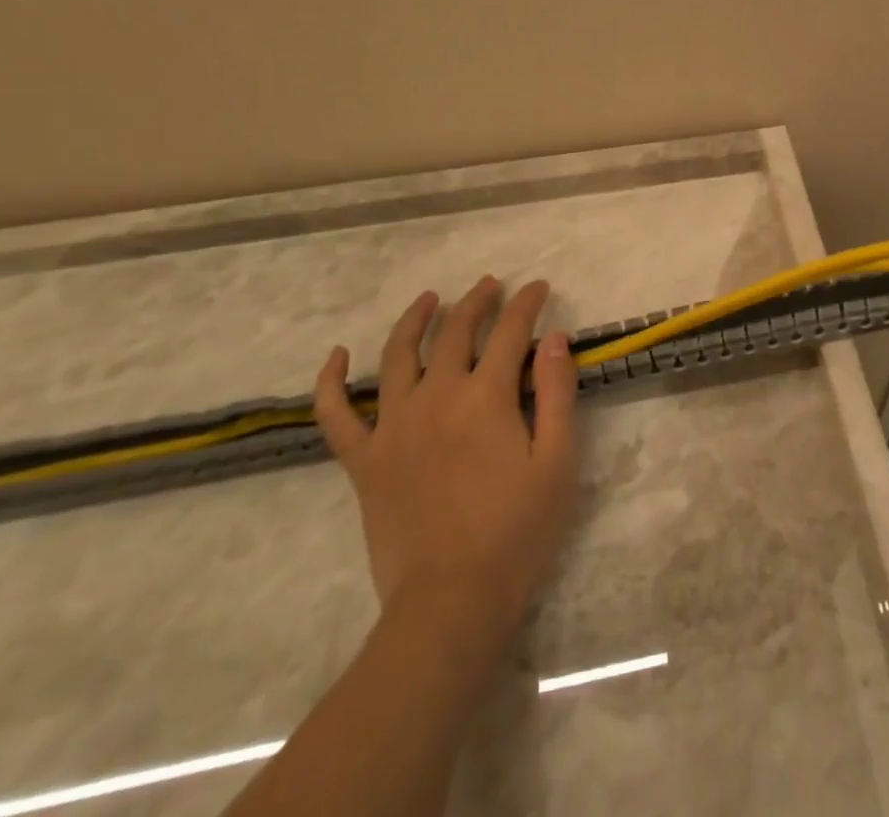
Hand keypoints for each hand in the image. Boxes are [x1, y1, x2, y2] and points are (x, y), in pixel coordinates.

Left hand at [312, 277, 580, 644]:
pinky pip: (336, 414)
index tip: (539, 287)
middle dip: (477, 301)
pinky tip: (338, 356)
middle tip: (491, 286)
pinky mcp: (364, 461)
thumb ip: (556, 392)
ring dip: (415, 320)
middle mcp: (435, 397)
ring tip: (429, 299)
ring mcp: (392, 427)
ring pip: (397, 356)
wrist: (450, 603)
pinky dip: (331, 382)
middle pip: (455, 332)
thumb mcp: (557, 460)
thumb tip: (555, 337)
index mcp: (485, 397)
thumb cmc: (517, 532)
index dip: (526, 304)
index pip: (510, 332)